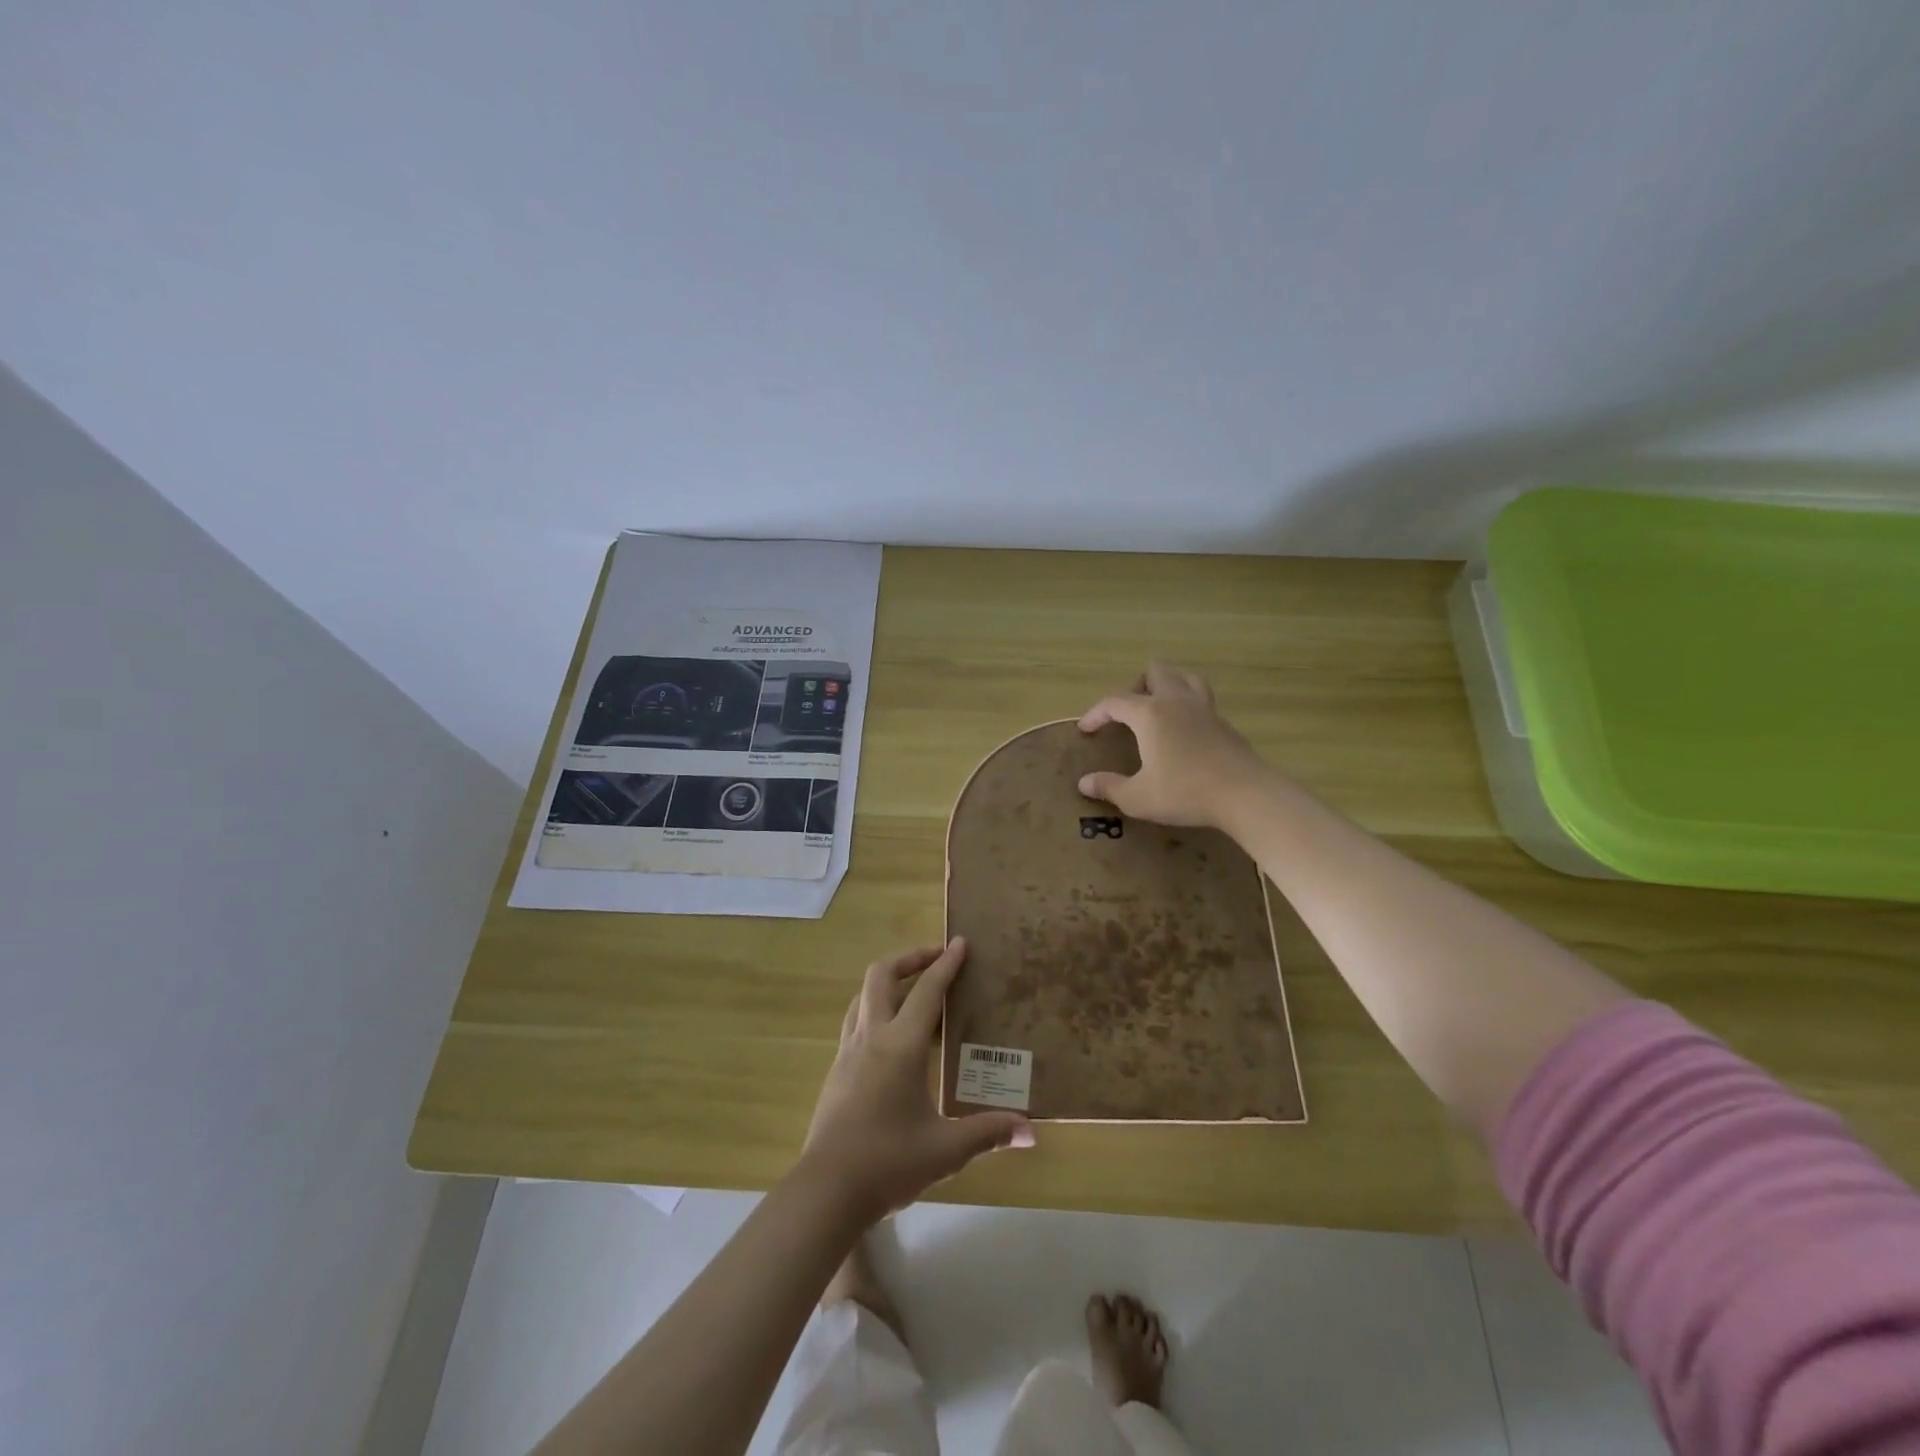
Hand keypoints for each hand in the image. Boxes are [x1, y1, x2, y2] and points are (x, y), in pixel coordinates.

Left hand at [802, 938, 1033, 1219]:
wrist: (826, 1190)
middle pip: (881, 976)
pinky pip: (855, 1021)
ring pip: (862, 996)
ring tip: (913, 993)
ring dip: (887, 982)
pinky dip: (875, 1010)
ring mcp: (847, 1052)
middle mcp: (871, 1037)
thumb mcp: (946, 1150)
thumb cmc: (888, 1162)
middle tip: (935, 960)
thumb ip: (988, 1133)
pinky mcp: (836, 1070)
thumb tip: (1030, 1131)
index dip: (946, 964)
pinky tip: (891, 1039)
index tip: (960, 943)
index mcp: (900, 1045)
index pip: (927, 991)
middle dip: (909, 959)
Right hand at [1077, 663, 1268, 828]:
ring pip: (1184, 677)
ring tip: (1157, 710)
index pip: (1114, 701)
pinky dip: (1187, 706)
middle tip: (1128, 713)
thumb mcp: (1138, 798)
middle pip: (1155, 671)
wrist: (1245, 795)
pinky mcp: (1224, 723)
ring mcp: (1204, 709)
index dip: (1096, 713)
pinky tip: (1184, 732)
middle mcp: (1176, 701)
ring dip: (1167, 685)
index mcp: (1150, 714)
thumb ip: (1109, 787)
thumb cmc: (1185, 792)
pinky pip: (1201, 699)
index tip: (1085, 729)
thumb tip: (1084, 783)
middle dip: (1136, 686)